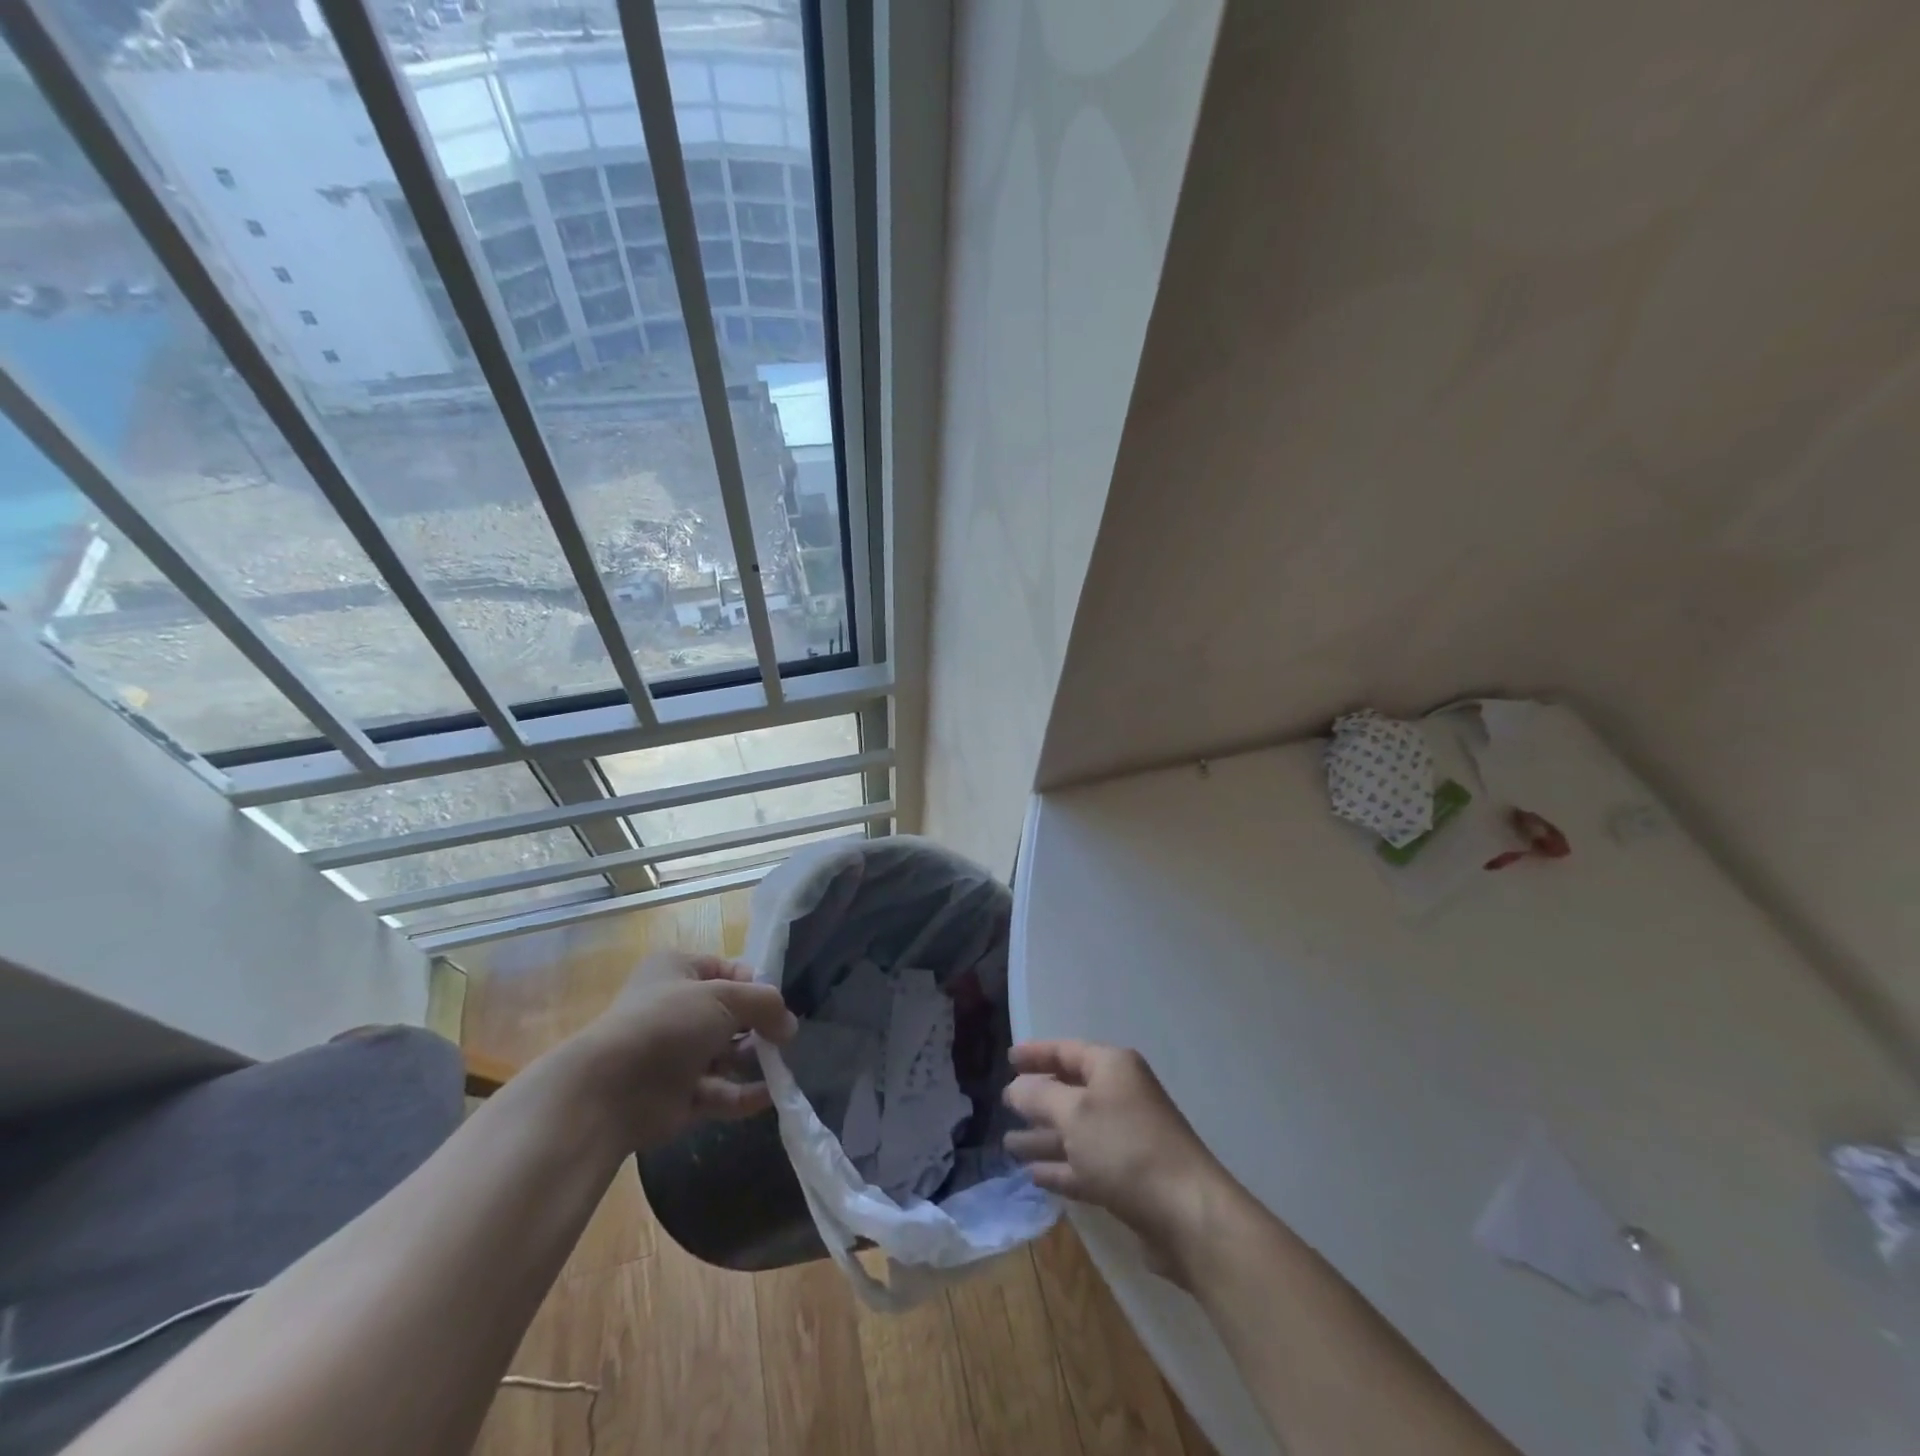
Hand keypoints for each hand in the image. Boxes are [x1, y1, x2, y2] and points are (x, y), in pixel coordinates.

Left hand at [571, 950, 797, 1150]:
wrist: (609, 1091)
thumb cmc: (668, 1024)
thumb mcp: (724, 997)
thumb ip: (765, 1004)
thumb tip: (790, 1025)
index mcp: (677, 971)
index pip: (728, 970)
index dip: (756, 985)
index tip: (778, 1004)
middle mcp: (675, 1009)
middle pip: (730, 1014)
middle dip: (758, 1026)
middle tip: (783, 1038)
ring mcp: (674, 1055)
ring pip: (725, 1054)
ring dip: (753, 1060)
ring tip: (781, 1065)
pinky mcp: (676, 1096)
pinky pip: (718, 1091)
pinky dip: (743, 1094)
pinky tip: (771, 1095)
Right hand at [1003, 1040, 1226, 1275]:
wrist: (1187, 1214)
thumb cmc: (1126, 1148)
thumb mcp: (1074, 1114)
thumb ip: (1040, 1097)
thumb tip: (1016, 1087)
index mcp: (1113, 1068)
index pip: (1067, 1050)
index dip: (1036, 1053)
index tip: (1007, 1059)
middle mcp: (1121, 1096)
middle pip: (1071, 1090)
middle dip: (1037, 1099)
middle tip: (1005, 1104)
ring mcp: (1126, 1138)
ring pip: (1075, 1131)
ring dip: (1043, 1137)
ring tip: (1008, 1145)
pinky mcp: (1128, 1178)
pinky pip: (1085, 1164)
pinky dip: (1061, 1167)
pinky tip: (1034, 1175)